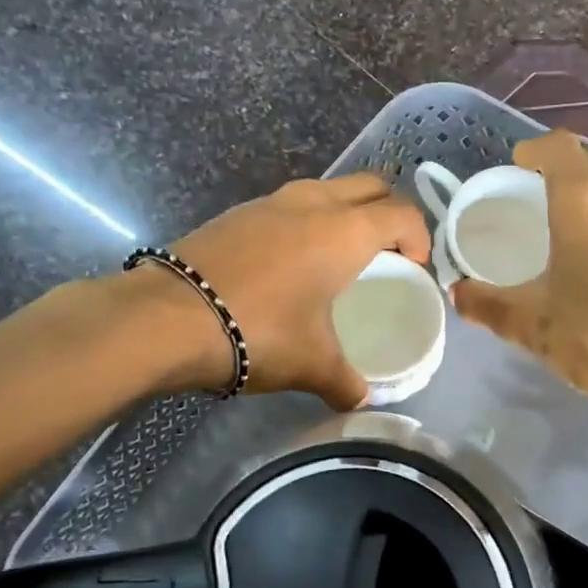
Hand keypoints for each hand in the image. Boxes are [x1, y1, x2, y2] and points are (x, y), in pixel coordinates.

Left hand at [165, 174, 432, 408]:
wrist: (167, 318)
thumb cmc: (259, 331)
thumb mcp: (312, 364)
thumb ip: (345, 382)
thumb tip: (360, 400)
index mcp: (345, 231)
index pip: (402, 213)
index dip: (419, 237)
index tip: (415, 269)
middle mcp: (313, 203)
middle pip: (369, 186)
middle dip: (388, 213)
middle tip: (387, 254)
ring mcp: (270, 202)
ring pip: (326, 190)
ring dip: (344, 213)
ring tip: (339, 257)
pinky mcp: (237, 212)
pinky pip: (288, 205)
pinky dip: (305, 222)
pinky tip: (289, 264)